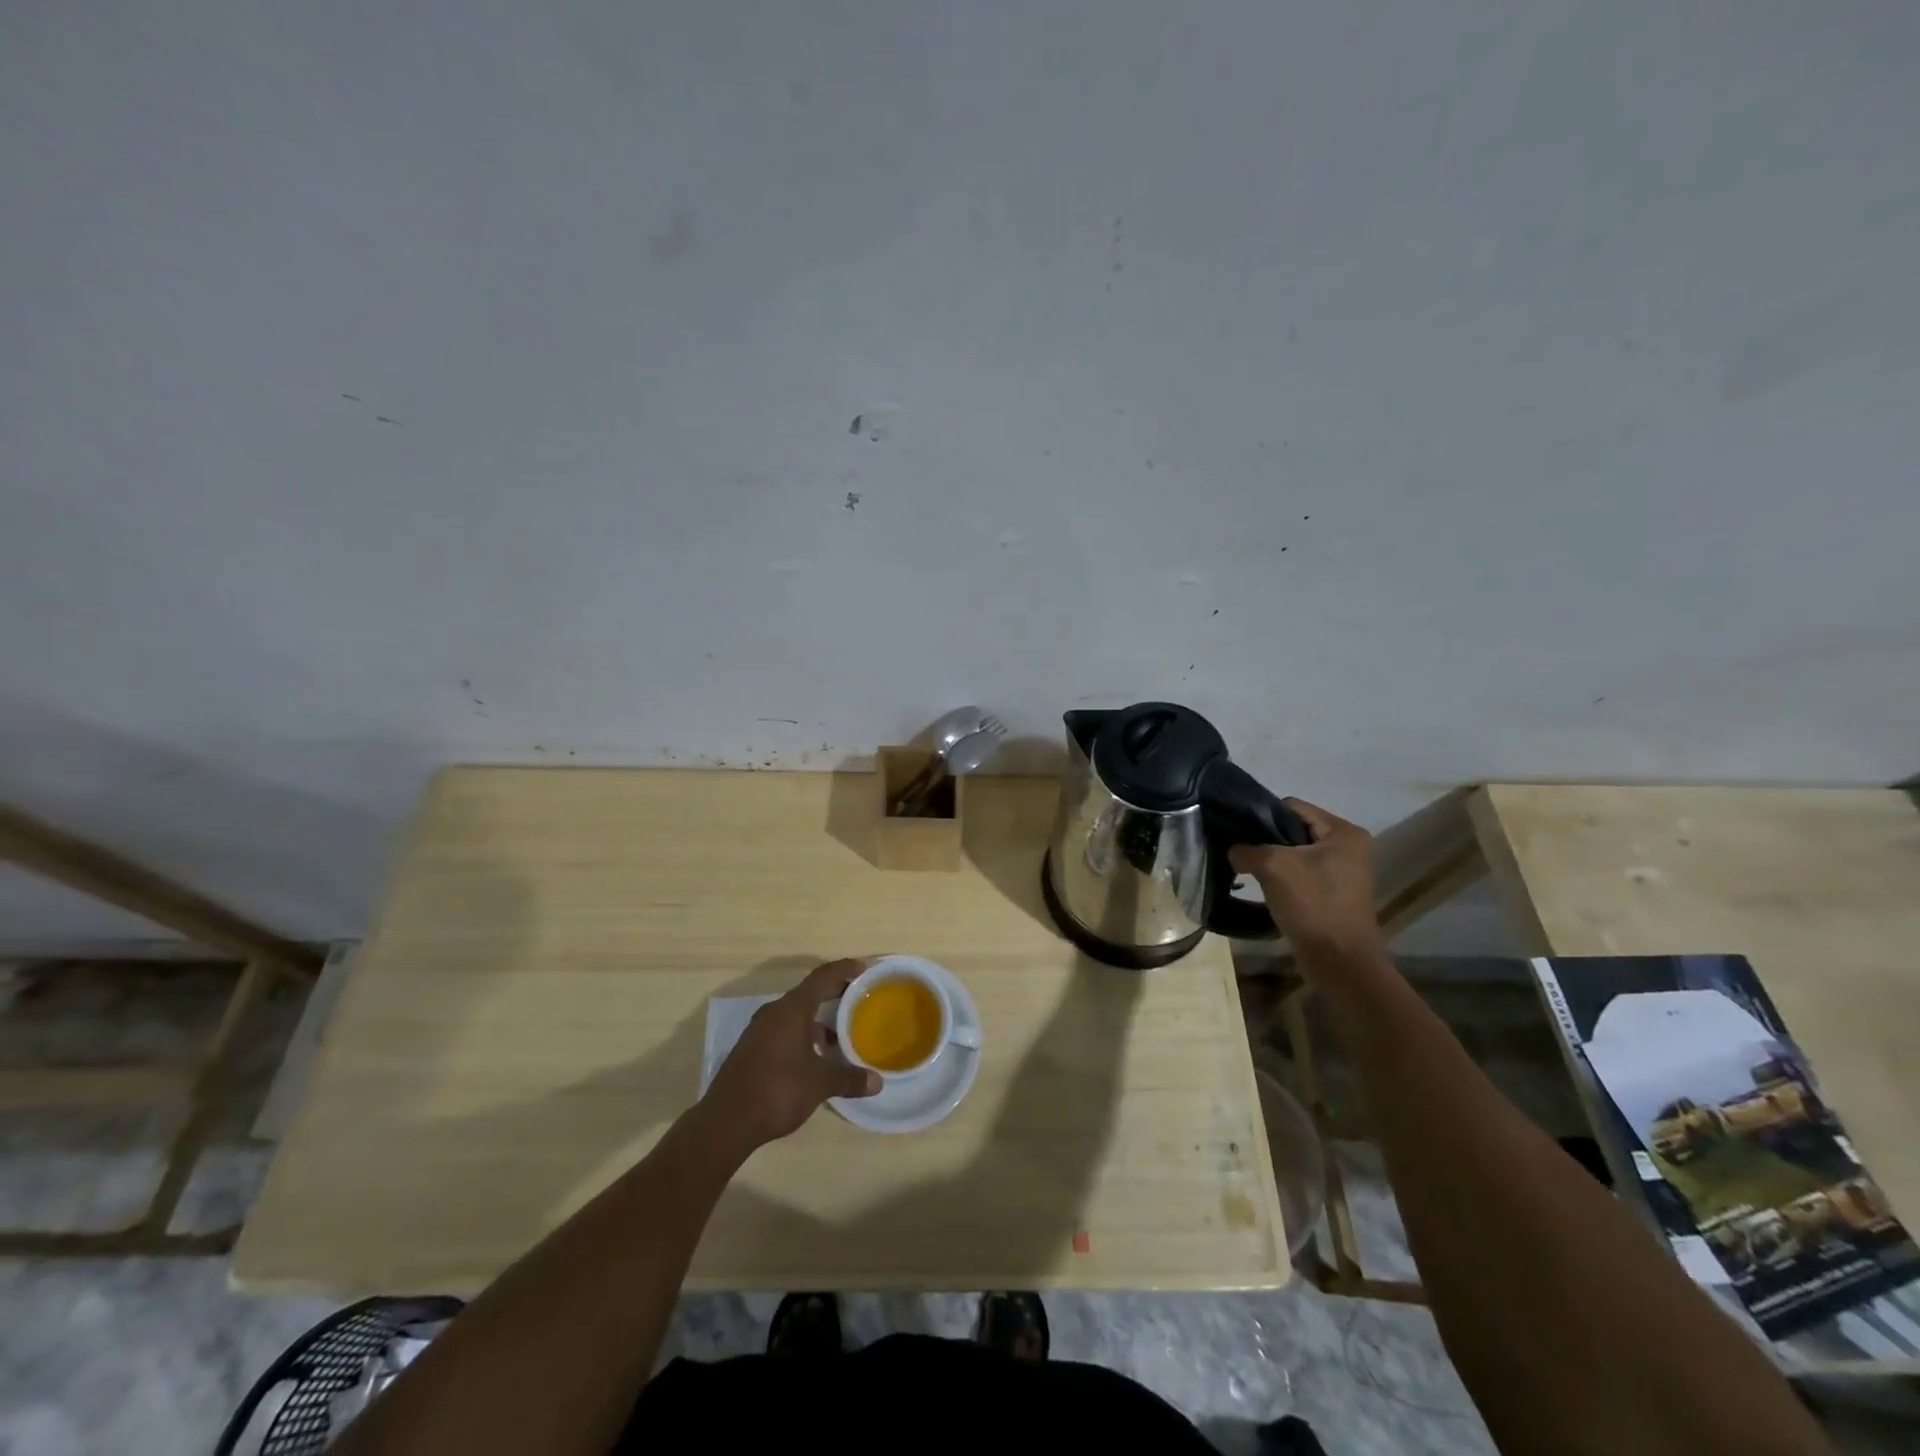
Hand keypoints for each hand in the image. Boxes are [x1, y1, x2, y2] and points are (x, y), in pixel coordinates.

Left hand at [699, 958, 880, 1153]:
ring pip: (794, 1014)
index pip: (822, 977)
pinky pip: (783, 1030)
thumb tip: (877, 1082)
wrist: (725, 1122)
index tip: (863, 968)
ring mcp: (759, 1031)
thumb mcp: (819, 1084)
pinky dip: (802, 1034)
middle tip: (857, 997)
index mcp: (792, 1010)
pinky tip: (814, 1057)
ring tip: (838, 1034)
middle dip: (833, 993)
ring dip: (817, 1019)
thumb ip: (848, 1079)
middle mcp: (774, 1013)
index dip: (843, 969)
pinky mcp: (751, 1049)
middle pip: (808, 993)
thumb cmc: (777, 1091)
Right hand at [1229, 799, 1381, 958]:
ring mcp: (1343, 872)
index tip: (1238, 834)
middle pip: (1293, 830)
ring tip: (1249, 872)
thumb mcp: (1273, 867)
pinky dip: (1282, 879)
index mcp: (1343, 832)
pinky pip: (1301, 874)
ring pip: (1295, 854)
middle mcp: (1349, 847)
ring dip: (1272, 862)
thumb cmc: (1313, 906)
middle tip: (1240, 853)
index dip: (1261, 817)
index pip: (1291, 807)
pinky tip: (1265, 890)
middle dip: (1266, 841)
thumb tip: (1233, 850)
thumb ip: (1246, 849)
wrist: (1340, 963)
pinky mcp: (1334, 893)